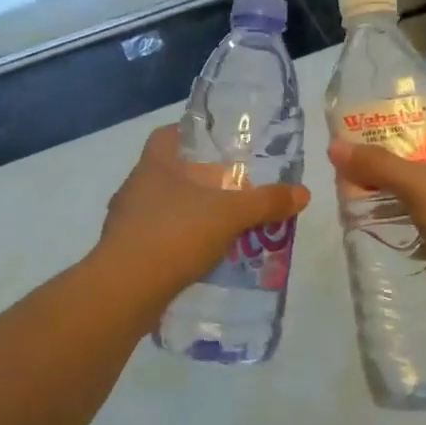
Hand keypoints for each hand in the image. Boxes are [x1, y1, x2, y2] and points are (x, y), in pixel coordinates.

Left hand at [96, 126, 310, 303]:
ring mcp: (125, 220)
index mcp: (154, 164)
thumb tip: (303, 193)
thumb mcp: (229, 215)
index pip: (167, 135)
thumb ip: (266, 202)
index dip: (190, 135)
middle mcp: (135, 186)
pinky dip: (176, 243)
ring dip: (188, 214)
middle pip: (168, 172)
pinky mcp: (123, 252)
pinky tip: (199, 258)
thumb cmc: (174, 234)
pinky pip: (155, 238)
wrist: (125, 289)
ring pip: (162, 207)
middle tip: (231, 191)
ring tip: (221, 227)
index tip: (217, 146)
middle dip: (198, 180)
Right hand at [327, 126, 425, 306]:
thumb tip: (334, 147)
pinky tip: (402, 239)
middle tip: (365, 179)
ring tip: (375, 209)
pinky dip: (423, 231)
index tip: (374, 144)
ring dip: (409, 203)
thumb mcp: (416, 185)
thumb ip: (376, 165)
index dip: (406, 133)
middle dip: (400, 173)